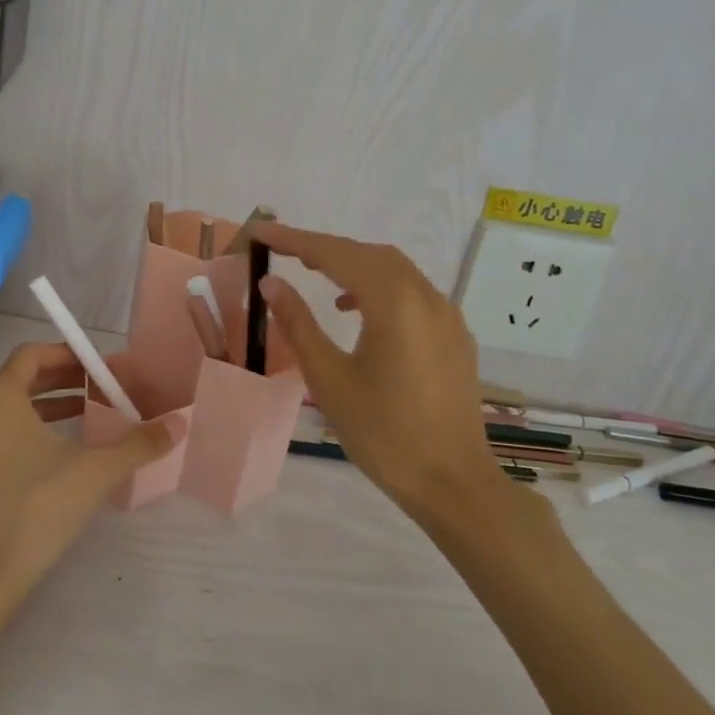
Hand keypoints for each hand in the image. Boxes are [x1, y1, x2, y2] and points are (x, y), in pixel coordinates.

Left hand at [0, 343, 178, 602]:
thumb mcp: (95, 473)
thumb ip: (139, 444)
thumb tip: (179, 424)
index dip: (65, 354)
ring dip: (43, 413)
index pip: (30, 355)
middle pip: (18, 384)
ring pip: (4, 418)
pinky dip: (21, 443)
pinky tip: (47, 469)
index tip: (96, 366)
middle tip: (96, 391)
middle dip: (60, 383)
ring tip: (80, 424)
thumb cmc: (34, 511)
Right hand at [256, 224, 505, 512]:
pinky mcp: (454, 334)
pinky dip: (379, 285)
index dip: (294, 239)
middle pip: (368, 254)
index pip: (336, 254)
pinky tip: (358, 310)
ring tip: (315, 273)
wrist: (453, 483)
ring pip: (393, 269)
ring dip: (352, 264)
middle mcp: (426, 296)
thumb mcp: (329, 379)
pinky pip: (412, 290)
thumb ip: (298, 324)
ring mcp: (446, 314)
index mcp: (394, 302)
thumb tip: (271, 283)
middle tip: (282, 250)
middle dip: (323, 247)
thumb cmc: (383, 433)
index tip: (260, 231)